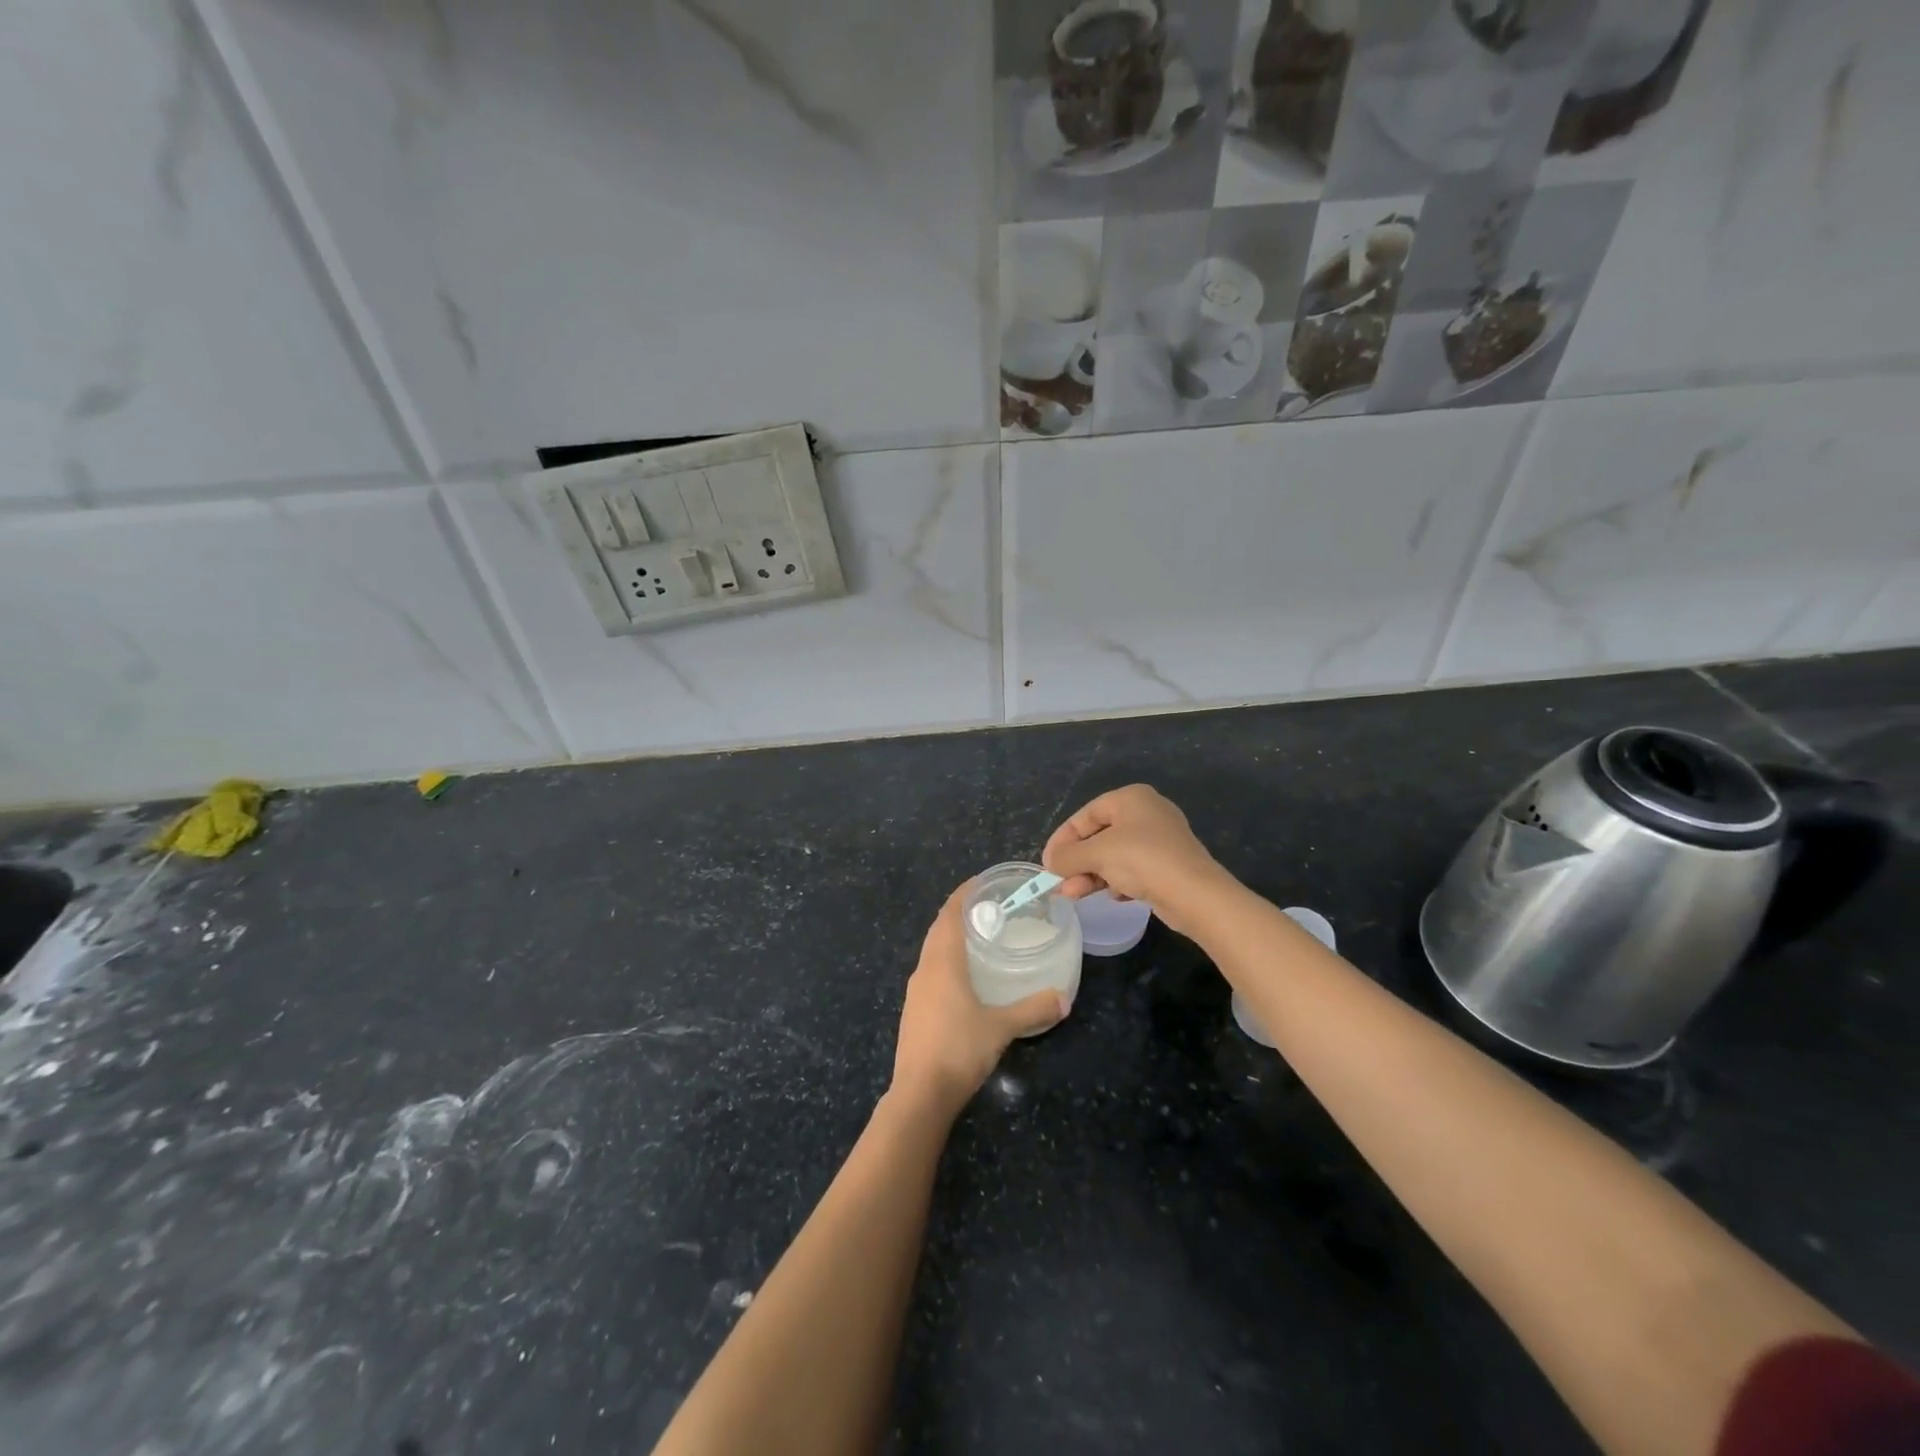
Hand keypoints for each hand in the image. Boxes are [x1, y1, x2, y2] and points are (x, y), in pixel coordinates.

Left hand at [891, 883, 1065, 1115]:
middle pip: (939, 930)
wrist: (920, 1094)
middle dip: (959, 913)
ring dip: (950, 938)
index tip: (981, 881)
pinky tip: (963, 978)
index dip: (963, 895)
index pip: (950, 915)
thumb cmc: (959, 1049)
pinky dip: (946, 962)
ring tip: (978, 938)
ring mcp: (915, 992)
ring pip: (932, 952)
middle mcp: (924, 970)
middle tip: (988, 907)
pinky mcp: (914, 1012)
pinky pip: (930, 972)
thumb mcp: (1002, 1028)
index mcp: (942, 963)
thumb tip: (1064, 998)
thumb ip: (1033, 1010)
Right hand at [1042, 785, 1227, 935]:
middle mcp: (1147, 812)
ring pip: (1114, 855)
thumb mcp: (1096, 854)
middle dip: (1077, 862)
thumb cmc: (1142, 860)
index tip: (1048, 863)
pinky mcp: (1169, 865)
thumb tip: (1051, 863)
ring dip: (1092, 875)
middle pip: (1099, 836)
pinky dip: (1117, 881)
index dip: (1063, 839)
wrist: (1195, 894)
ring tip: (1076, 895)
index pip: (1085, 815)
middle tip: (1061, 884)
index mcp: (1130, 798)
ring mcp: (1160, 839)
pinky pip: (1133, 869)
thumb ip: (1067, 856)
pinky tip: (1114, 896)